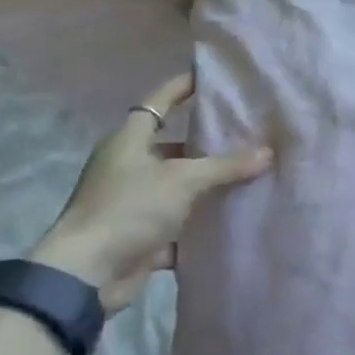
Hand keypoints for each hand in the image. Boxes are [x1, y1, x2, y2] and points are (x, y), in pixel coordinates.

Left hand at [30, 72, 270, 311]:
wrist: (87, 276)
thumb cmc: (129, 209)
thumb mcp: (183, 180)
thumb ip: (226, 166)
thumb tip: (268, 152)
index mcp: (128, 142)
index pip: (158, 103)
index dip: (182, 87)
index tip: (210, 77)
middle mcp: (128, 167)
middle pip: (173, 147)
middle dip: (207, 143)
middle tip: (247, 133)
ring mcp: (133, 204)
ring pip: (179, 187)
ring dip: (208, 186)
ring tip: (250, 174)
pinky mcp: (140, 237)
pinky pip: (179, 225)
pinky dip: (201, 224)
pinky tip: (233, 220)